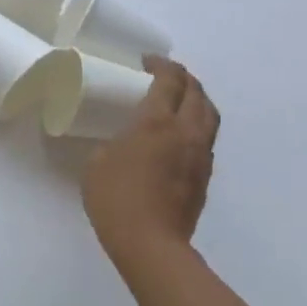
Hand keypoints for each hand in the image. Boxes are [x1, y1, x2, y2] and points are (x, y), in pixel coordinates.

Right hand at [81, 58, 219, 272]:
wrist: (150, 243)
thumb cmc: (115, 199)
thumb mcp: (98, 162)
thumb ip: (114, 143)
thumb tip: (124, 142)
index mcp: (157, 123)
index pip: (169, 81)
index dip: (161, 65)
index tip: (147, 62)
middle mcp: (186, 132)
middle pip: (197, 93)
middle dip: (184, 78)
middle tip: (166, 75)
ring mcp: (200, 155)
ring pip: (209, 115)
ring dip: (196, 100)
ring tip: (180, 100)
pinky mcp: (204, 176)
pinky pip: (206, 138)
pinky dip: (196, 125)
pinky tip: (180, 135)